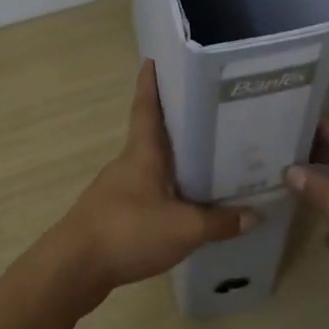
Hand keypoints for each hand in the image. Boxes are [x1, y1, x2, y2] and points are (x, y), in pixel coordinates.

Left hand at [50, 61, 255, 307]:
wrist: (72, 269)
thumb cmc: (128, 232)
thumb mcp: (184, 228)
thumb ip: (220, 222)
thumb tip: (255, 216)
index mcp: (142, 153)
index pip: (147, 108)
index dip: (150, 83)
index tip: (153, 59)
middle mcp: (127, 164)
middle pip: (151, 136)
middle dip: (175, 123)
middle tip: (207, 113)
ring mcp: (115, 190)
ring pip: (150, 167)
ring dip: (171, 162)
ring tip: (205, 162)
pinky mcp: (111, 215)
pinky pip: (144, 195)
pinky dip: (164, 193)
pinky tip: (182, 207)